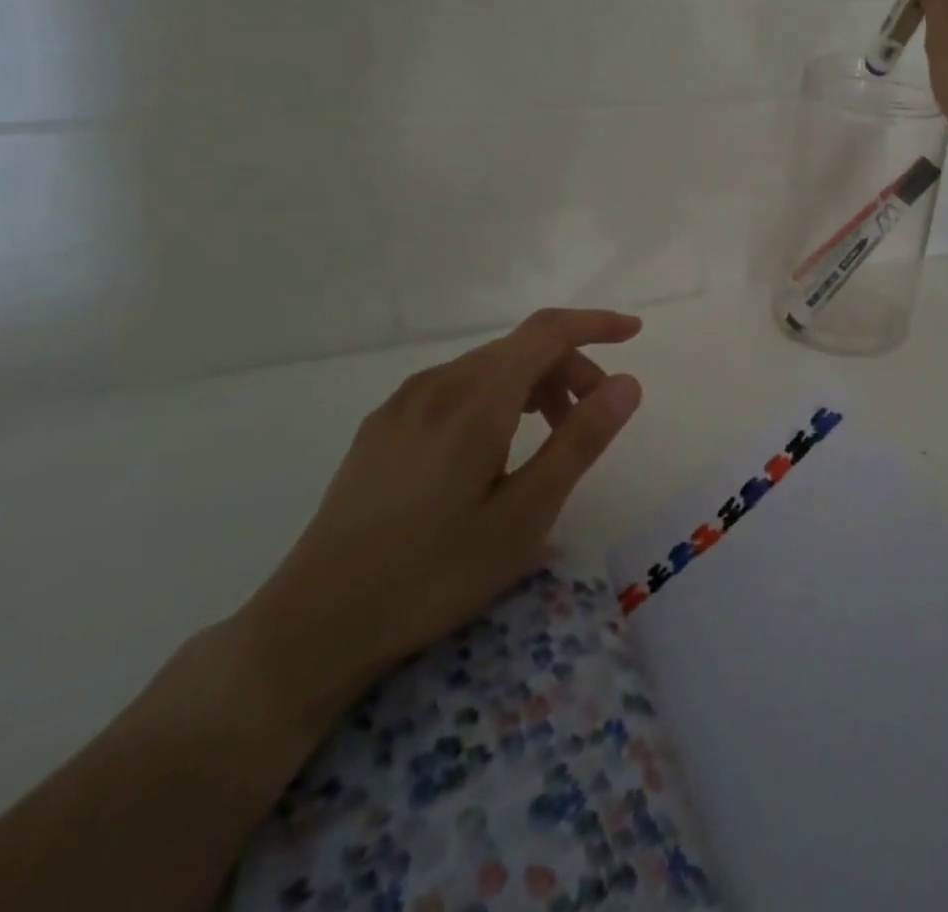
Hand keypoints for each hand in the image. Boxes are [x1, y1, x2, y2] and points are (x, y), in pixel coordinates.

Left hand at [235, 308, 644, 717]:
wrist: (313, 624)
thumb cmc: (434, 573)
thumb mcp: (525, 514)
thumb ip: (580, 441)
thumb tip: (628, 383)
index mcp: (476, 398)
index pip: (548, 331)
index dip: (596, 323)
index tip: (634, 333)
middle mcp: (438, 383)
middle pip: (521, 349)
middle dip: (570, 368)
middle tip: (594, 419)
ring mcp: (403, 403)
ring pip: (488, 368)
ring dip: (534, 385)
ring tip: (551, 437)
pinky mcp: (382, 426)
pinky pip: (456, 388)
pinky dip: (496, 398)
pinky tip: (494, 449)